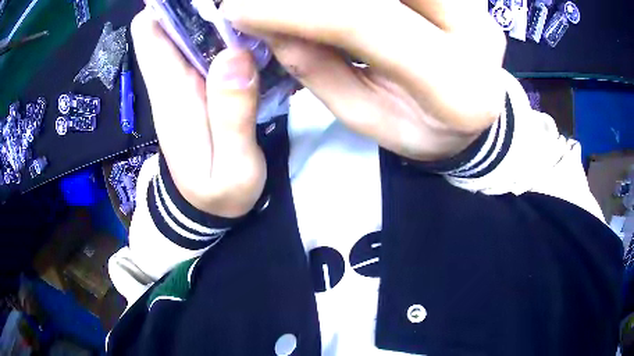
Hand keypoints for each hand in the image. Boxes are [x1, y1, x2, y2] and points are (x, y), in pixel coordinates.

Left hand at [132, 10, 265, 217]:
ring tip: (254, 9)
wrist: (207, 210)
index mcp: (171, 91)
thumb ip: (232, 116)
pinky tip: (255, 31)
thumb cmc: (217, 196)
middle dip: (198, 2)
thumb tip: (235, 55)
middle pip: (173, 21)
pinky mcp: (204, 85)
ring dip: (218, 13)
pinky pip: (212, 46)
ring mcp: (189, 79)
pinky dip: (229, 31)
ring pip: (194, 29)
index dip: (165, 4)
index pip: (149, 32)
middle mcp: (173, 76)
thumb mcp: (233, 168)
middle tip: (240, 0)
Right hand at [222, 0, 506, 160]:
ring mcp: (477, 7)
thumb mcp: (367, 116)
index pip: (367, 20)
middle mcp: (479, 34)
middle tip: (259, 2)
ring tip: (295, 7)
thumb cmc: (420, 129)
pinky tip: (337, 8)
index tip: (239, 7)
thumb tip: (272, 22)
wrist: (470, 114)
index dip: (295, 7)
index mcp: (457, 88)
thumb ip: (320, 68)